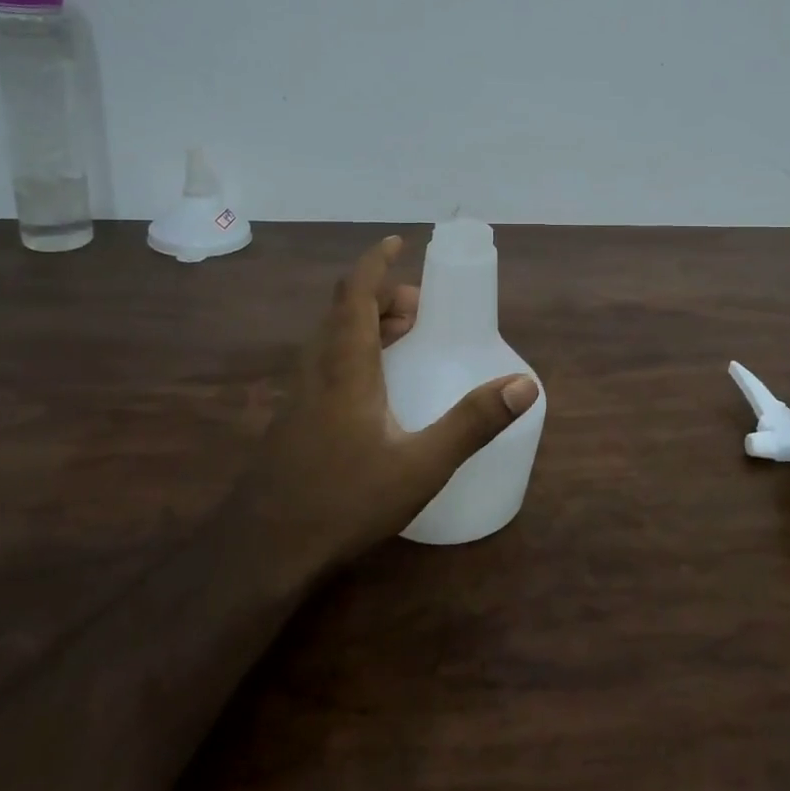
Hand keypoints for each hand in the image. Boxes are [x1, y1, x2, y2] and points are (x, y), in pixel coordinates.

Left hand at [241, 235, 539, 578]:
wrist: (265, 548)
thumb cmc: (345, 499)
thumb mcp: (421, 464)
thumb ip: (473, 423)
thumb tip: (524, 384)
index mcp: (345, 364)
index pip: (356, 292)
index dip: (376, 262)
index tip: (398, 242)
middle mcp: (318, 367)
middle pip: (344, 309)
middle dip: (382, 295)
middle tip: (420, 307)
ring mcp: (300, 393)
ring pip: (332, 336)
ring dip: (367, 322)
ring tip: (406, 337)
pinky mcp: (294, 417)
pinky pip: (326, 361)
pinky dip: (355, 349)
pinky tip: (377, 387)